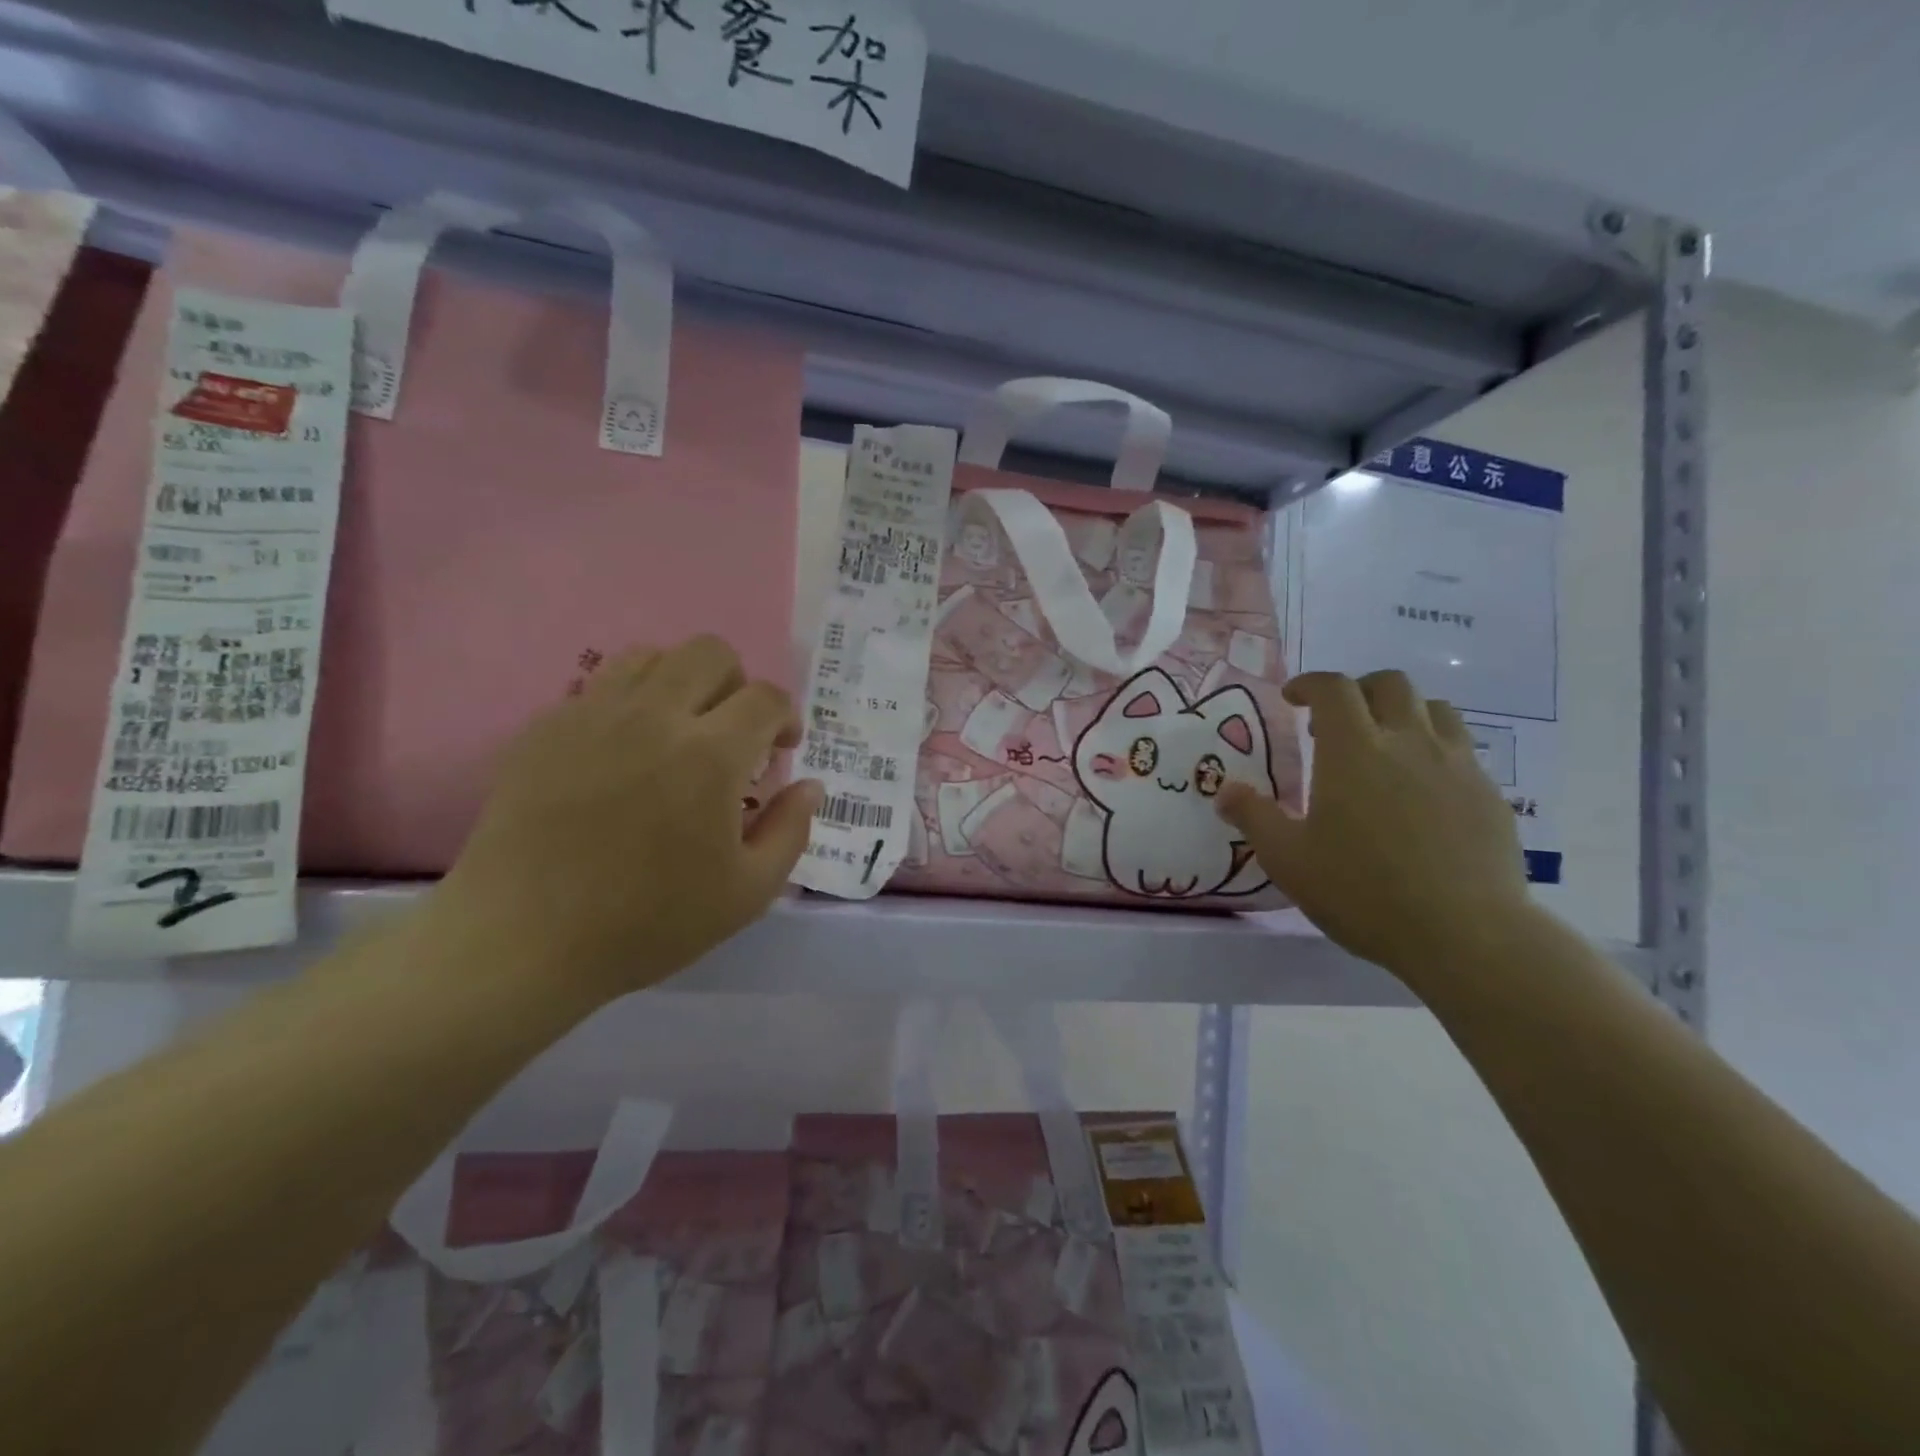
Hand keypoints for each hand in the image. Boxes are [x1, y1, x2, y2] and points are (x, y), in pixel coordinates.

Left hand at [429, 636, 822, 1005]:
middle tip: (732, 733)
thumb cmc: (647, 922)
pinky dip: (628, 705)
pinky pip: (599, 687)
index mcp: (710, 755)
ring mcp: (593, 715)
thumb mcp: (747, 893)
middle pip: (711, 652)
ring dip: (681, 682)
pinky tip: (622, 754)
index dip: (785, 717)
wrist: (522, 939)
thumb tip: (809, 785)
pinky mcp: (546, 727)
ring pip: (651, 656)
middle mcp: (654, 716)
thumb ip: (791, 830)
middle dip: (737, 684)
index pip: (765, 698)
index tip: (780, 749)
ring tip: (678, 731)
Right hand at [1217, 670, 1531, 979]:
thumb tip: (1225, 791)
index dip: (1309, 684)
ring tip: (1384, 746)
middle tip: (1336, 723)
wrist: (1464, 934)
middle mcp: (1408, 742)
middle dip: (1358, 691)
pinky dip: (1434, 749)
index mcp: (1354, 750)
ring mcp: (1457, 765)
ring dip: (1402, 713)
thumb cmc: (1362, 890)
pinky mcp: (1488, 794)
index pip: (1333, 688)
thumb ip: (1253, 817)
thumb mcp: (1288, 859)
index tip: (1293, 699)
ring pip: (1434, 709)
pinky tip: (1422, 790)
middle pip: (1389, 684)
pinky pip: (1462, 749)